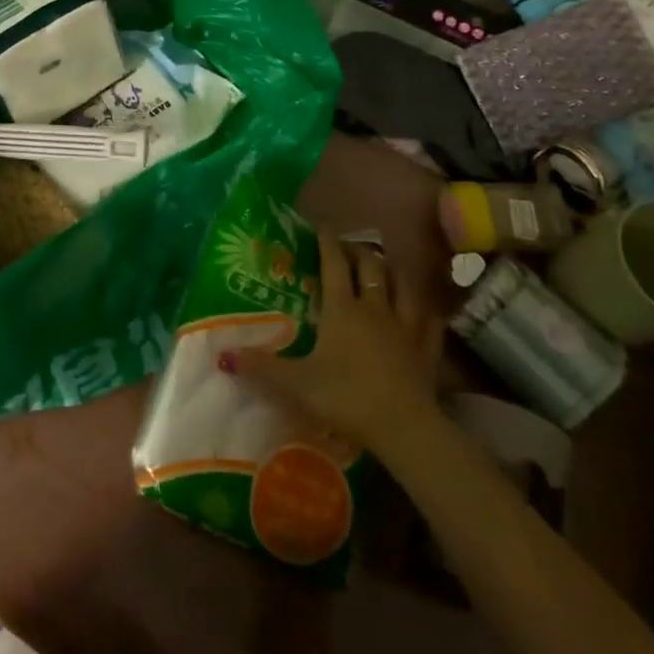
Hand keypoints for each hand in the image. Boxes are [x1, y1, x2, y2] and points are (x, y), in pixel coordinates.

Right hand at [225, 233, 439, 455]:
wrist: (404, 427)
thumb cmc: (346, 397)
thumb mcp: (296, 383)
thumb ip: (262, 367)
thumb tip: (223, 354)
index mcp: (342, 309)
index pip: (334, 264)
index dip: (327, 242)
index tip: (322, 226)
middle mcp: (375, 308)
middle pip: (371, 267)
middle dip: (360, 252)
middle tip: (350, 249)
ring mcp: (405, 327)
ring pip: (404, 287)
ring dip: (394, 273)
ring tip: (386, 268)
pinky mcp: (427, 350)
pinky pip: (430, 321)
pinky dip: (426, 311)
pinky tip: (425, 310)